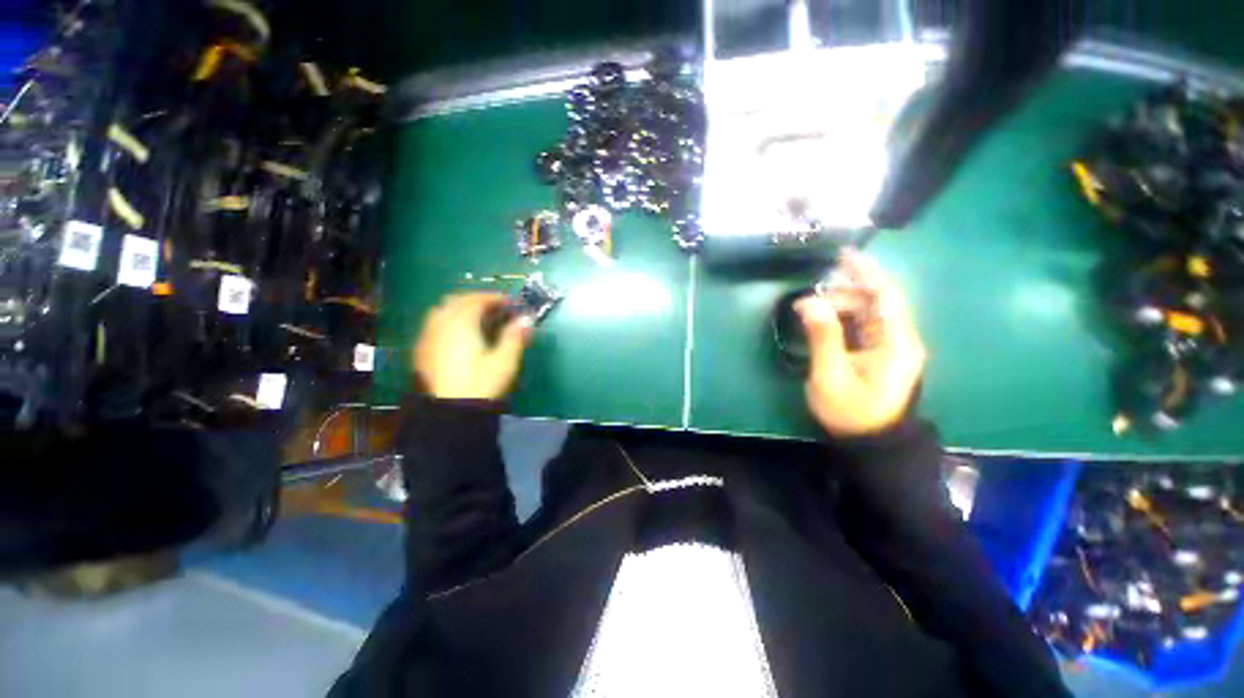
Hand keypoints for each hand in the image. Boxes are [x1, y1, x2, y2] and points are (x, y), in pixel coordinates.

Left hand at [414, 293, 532, 400]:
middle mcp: (440, 325)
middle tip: (495, 309)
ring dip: (459, 310)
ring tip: (477, 321)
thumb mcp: (505, 361)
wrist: (451, 413)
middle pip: (455, 301)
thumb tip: (526, 319)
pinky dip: (448, 323)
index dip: (495, 298)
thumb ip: (515, 337)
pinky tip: (459, 338)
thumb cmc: (482, 384)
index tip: (511, 303)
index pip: (477, 300)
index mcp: (461, 324)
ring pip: (441, 312)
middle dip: (476, 300)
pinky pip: (433, 327)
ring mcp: (428, 338)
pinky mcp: (422, 353)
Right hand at [795, 250, 925, 437]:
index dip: (867, 272)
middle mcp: (900, 340)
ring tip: (811, 309)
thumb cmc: (852, 413)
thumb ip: (822, 337)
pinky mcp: (881, 355)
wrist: (872, 445)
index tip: (844, 255)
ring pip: (869, 314)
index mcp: (897, 343)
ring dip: (842, 306)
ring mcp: (892, 348)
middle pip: (877, 302)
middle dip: (846, 291)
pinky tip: (824, 321)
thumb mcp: (831, 375)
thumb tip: (809, 302)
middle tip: (812, 292)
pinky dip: (844, 319)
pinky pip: (864, 327)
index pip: (886, 296)